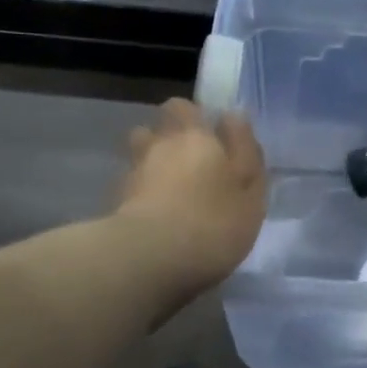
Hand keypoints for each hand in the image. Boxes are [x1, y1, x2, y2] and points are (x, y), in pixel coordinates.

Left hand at [116, 99, 267, 297]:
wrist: (150, 259)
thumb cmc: (213, 222)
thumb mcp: (250, 190)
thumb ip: (245, 152)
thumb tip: (234, 116)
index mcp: (195, 136)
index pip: (185, 107)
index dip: (195, 117)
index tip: (210, 137)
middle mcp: (159, 145)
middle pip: (157, 128)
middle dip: (170, 138)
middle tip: (191, 164)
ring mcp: (133, 172)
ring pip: (140, 154)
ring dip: (152, 163)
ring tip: (169, 188)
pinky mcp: (116, 202)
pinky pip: (132, 186)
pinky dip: (141, 193)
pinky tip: (155, 214)